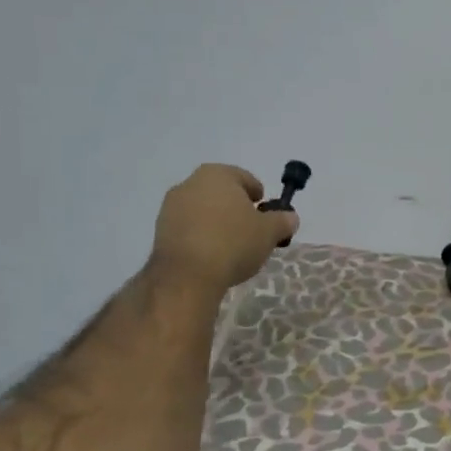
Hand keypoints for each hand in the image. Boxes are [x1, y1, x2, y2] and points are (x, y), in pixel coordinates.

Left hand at [149, 164, 297, 294]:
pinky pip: (189, 228)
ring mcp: (171, 207)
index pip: (246, 179)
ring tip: (232, 247)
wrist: (187, 276)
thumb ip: (283, 221)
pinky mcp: (160, 230)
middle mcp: (190, 183)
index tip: (267, 215)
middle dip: (237, 209)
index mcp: (218, 174)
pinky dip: (202, 236)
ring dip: (218, 223)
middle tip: (252, 231)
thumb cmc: (233, 243)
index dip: (260, 196)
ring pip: (204, 210)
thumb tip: (290, 217)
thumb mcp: (269, 232)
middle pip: (222, 193)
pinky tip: (212, 256)